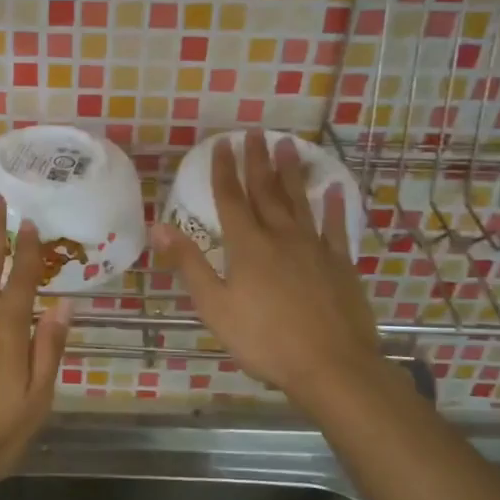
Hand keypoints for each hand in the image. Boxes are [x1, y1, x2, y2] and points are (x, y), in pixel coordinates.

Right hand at [153, 130, 389, 404]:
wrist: (331, 366)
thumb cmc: (264, 340)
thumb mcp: (214, 306)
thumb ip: (188, 263)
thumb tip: (158, 226)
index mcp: (247, 246)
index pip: (231, 198)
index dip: (224, 170)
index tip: (222, 143)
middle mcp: (280, 236)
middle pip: (266, 191)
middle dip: (256, 161)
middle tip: (254, 132)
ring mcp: (314, 247)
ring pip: (299, 200)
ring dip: (290, 172)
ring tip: (287, 144)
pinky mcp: (340, 264)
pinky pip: (335, 227)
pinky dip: (333, 206)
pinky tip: (333, 189)